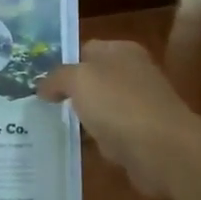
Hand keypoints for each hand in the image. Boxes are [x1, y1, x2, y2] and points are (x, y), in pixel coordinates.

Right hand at [37, 41, 200, 197]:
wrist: (162, 149)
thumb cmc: (119, 104)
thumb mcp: (79, 79)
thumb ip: (56, 78)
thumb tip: (42, 87)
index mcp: (122, 51)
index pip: (85, 49)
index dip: (62, 63)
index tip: (38, 82)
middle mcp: (133, 74)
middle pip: (93, 80)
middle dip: (70, 93)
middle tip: (39, 105)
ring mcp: (139, 105)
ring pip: (100, 108)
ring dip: (82, 119)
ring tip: (51, 127)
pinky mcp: (142, 136)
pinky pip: (110, 134)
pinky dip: (96, 141)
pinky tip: (77, 147)